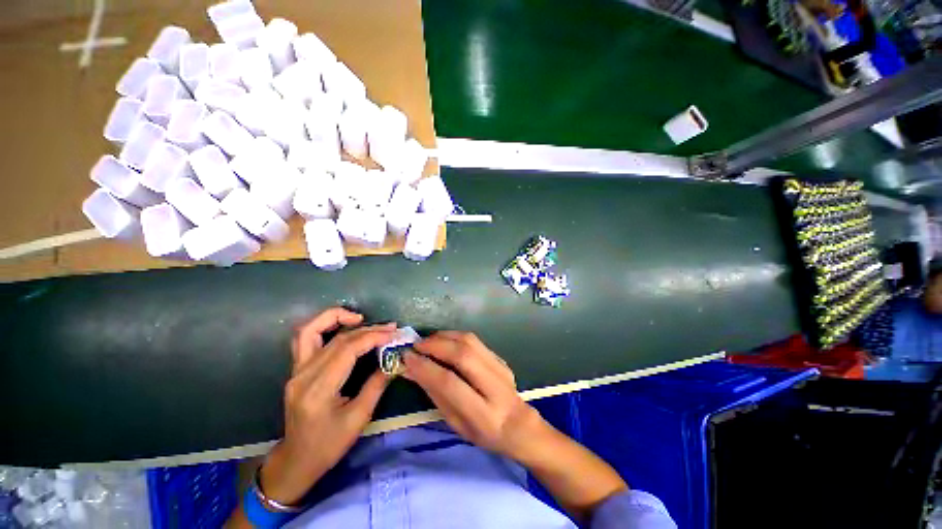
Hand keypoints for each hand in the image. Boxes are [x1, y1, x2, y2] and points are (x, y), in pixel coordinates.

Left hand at [260, 308, 396, 504]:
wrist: (296, 460)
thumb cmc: (329, 445)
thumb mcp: (359, 418)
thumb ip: (377, 384)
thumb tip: (397, 361)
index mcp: (318, 391)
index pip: (347, 350)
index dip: (373, 337)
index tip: (394, 333)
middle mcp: (302, 376)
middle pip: (336, 340)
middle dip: (367, 329)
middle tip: (390, 327)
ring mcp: (295, 371)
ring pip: (311, 330)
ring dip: (335, 317)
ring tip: (360, 317)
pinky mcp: (296, 370)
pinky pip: (306, 338)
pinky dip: (323, 325)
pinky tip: (342, 326)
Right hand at [402, 331, 547, 460]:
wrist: (518, 424)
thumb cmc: (482, 432)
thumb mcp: (455, 423)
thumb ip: (435, 394)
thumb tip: (412, 369)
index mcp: (483, 414)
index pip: (450, 384)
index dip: (426, 368)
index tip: (407, 358)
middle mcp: (495, 387)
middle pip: (463, 355)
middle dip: (436, 346)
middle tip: (416, 345)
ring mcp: (501, 368)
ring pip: (470, 342)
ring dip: (445, 337)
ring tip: (427, 341)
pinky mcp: (501, 358)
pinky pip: (475, 341)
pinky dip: (455, 336)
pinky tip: (444, 340)